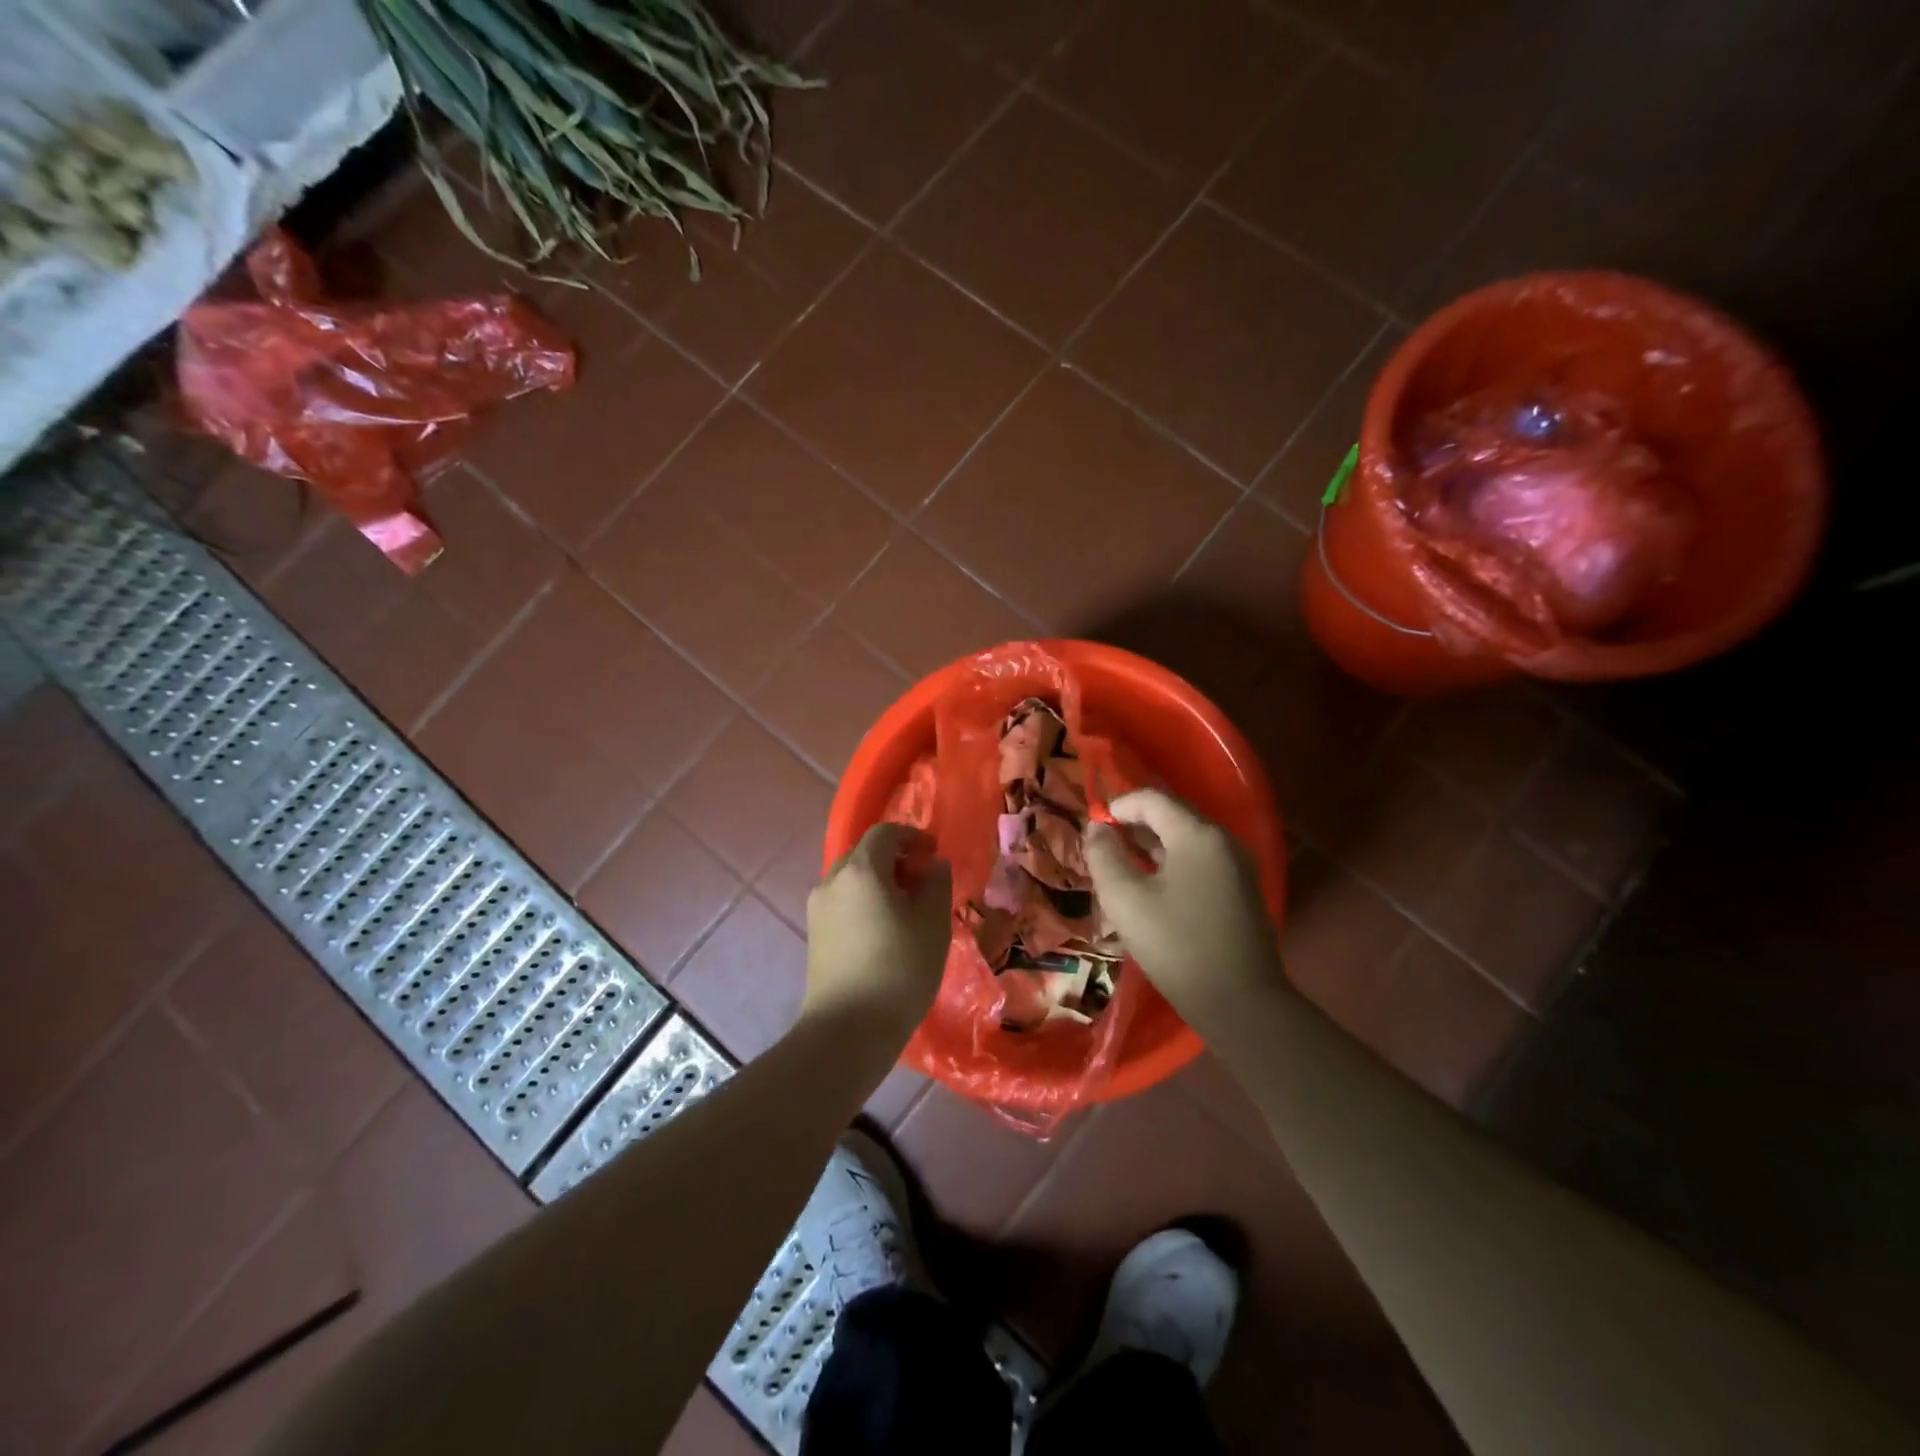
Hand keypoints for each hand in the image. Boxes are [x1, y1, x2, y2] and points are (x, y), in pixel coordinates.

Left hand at [802, 822, 952, 1042]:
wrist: (848, 1030)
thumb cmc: (899, 969)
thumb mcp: (933, 923)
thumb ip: (936, 884)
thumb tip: (933, 865)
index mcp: (860, 869)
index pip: (885, 833)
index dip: (912, 836)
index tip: (934, 854)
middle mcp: (832, 881)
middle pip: (864, 854)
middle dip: (894, 860)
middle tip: (922, 882)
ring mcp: (817, 909)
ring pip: (851, 880)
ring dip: (878, 883)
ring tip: (906, 909)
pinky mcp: (814, 935)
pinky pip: (842, 904)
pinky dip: (864, 904)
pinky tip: (884, 932)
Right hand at [1084, 789, 1286, 1037]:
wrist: (1240, 1003)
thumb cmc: (1176, 945)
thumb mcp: (1125, 900)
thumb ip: (1104, 856)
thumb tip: (1096, 828)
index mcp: (1197, 834)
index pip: (1151, 798)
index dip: (1118, 806)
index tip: (1094, 828)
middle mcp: (1223, 840)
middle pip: (1172, 815)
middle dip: (1134, 825)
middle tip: (1104, 847)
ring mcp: (1238, 865)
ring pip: (1186, 840)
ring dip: (1151, 846)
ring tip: (1122, 867)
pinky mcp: (1242, 890)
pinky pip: (1200, 861)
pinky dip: (1172, 863)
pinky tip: (1153, 888)